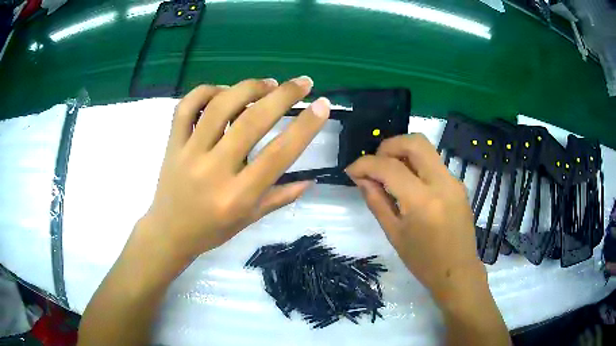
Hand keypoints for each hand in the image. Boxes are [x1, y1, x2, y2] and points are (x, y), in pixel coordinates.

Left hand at [139, 77, 330, 261]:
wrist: (168, 233)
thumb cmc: (211, 231)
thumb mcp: (249, 220)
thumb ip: (279, 197)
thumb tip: (310, 180)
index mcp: (237, 196)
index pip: (279, 155)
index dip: (305, 126)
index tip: (323, 105)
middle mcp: (214, 170)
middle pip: (252, 121)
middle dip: (283, 95)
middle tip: (303, 83)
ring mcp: (189, 153)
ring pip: (219, 107)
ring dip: (248, 87)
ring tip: (267, 83)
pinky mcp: (172, 144)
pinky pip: (186, 107)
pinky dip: (206, 91)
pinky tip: (224, 91)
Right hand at [345, 134, 485, 303]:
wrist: (458, 272)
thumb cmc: (423, 261)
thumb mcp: (394, 234)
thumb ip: (376, 201)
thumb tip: (361, 178)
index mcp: (422, 201)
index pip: (389, 167)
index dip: (365, 164)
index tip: (351, 171)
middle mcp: (442, 183)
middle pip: (414, 142)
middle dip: (388, 146)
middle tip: (375, 164)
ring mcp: (454, 181)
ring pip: (426, 149)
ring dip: (402, 153)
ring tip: (389, 173)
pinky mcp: (458, 184)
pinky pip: (433, 163)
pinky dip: (416, 165)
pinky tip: (408, 184)